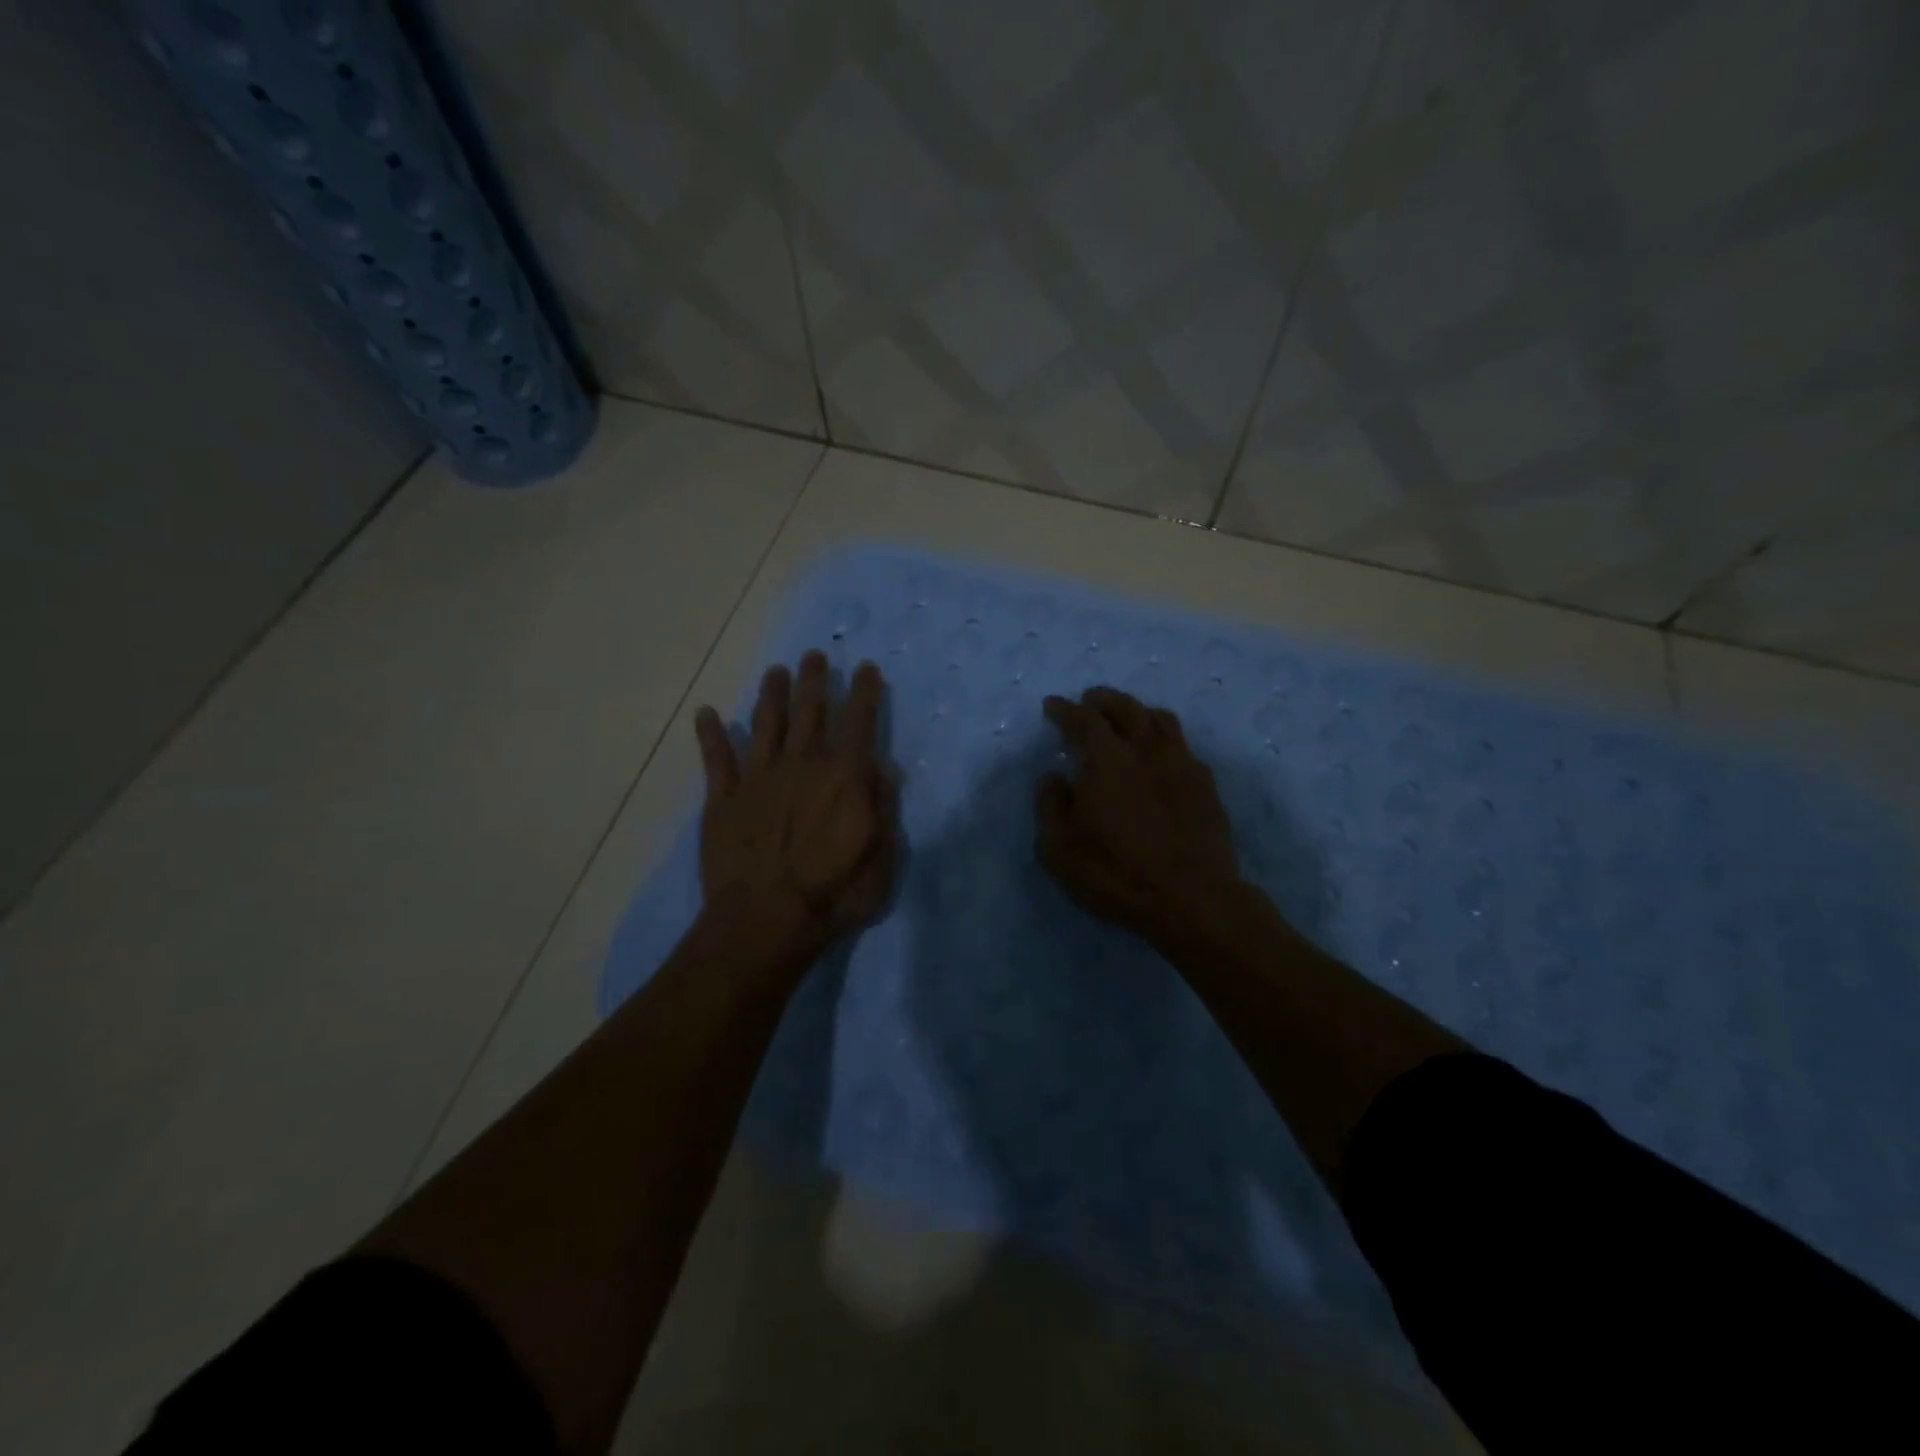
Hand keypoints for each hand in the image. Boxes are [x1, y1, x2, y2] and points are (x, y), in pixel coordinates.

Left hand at [693, 651, 897, 961]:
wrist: (763, 921)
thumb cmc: (832, 895)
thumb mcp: (881, 860)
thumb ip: (883, 808)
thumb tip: (886, 768)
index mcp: (844, 777)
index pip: (859, 722)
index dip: (864, 692)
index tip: (866, 668)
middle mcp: (802, 765)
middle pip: (810, 711)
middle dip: (814, 680)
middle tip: (814, 655)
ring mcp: (759, 778)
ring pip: (766, 723)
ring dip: (771, 695)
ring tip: (775, 671)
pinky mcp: (723, 799)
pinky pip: (716, 758)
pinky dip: (710, 734)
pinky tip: (706, 713)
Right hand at [1036, 687, 1243, 946]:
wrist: (1191, 898)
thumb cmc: (1115, 872)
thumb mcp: (1058, 847)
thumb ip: (1050, 805)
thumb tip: (1053, 777)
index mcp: (1106, 758)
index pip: (1083, 719)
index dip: (1065, 710)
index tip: (1053, 705)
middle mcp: (1146, 749)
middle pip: (1126, 708)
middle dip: (1103, 700)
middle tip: (1089, 701)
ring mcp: (1181, 764)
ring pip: (1160, 720)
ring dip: (1138, 711)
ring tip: (1127, 718)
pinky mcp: (1205, 785)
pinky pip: (1183, 747)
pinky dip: (1164, 740)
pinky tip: (1161, 755)